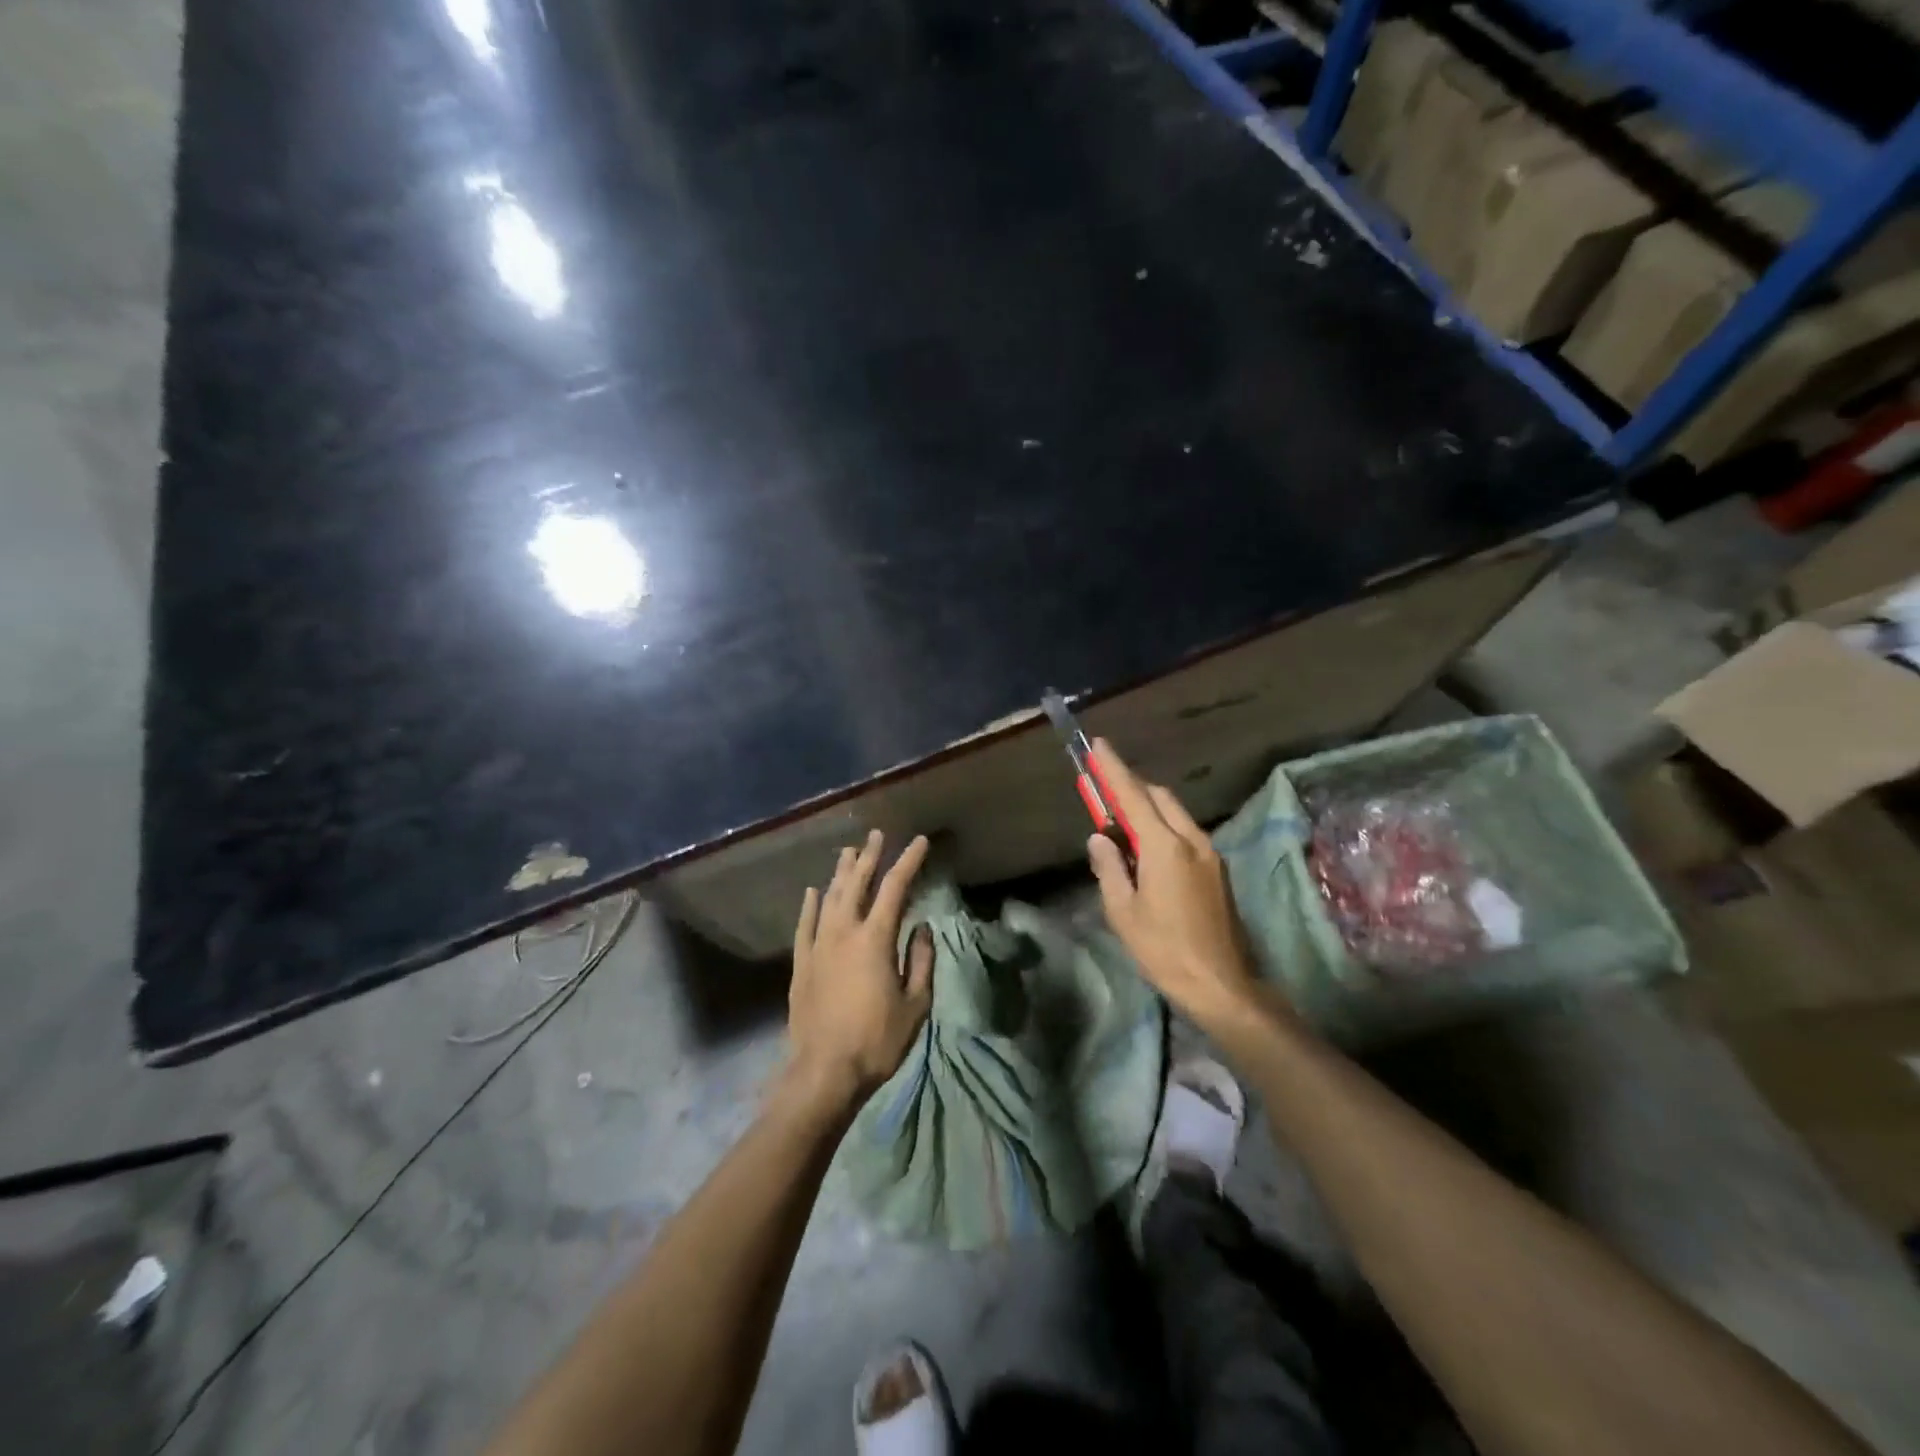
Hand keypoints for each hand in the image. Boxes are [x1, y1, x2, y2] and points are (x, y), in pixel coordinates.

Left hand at [785, 831, 934, 1112]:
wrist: (824, 1072)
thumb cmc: (877, 1040)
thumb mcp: (916, 1004)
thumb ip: (921, 961)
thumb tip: (921, 927)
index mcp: (875, 938)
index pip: (895, 888)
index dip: (908, 861)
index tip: (918, 841)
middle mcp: (844, 932)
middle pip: (856, 883)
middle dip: (869, 856)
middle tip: (875, 835)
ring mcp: (818, 945)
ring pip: (829, 898)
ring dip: (840, 873)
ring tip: (848, 852)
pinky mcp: (801, 963)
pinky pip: (805, 924)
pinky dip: (810, 904)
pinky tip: (813, 891)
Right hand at [1085, 740, 1268, 1033]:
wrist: (1221, 985)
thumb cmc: (1163, 949)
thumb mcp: (1122, 911)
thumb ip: (1109, 867)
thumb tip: (1099, 838)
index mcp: (1165, 846)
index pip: (1133, 795)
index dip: (1113, 769)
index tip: (1099, 745)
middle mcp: (1192, 840)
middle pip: (1160, 798)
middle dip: (1132, 786)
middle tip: (1105, 790)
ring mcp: (1210, 854)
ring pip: (1176, 814)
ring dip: (1149, 807)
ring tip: (1123, 822)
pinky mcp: (1218, 870)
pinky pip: (1186, 833)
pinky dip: (1164, 827)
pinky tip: (1148, 849)